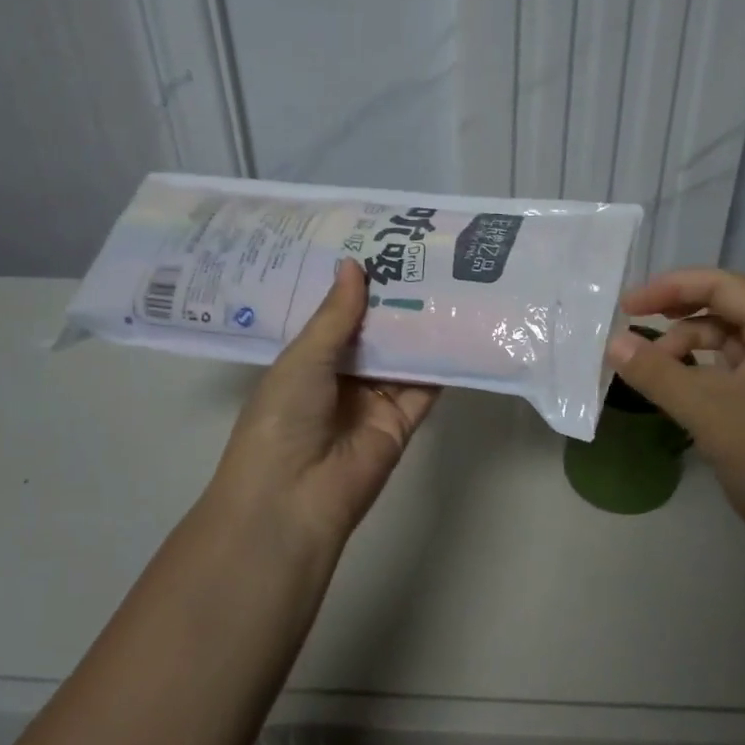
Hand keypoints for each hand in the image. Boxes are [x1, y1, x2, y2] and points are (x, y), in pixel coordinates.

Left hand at [211, 258, 438, 548]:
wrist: (292, 498)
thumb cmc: (283, 418)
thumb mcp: (303, 358)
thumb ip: (336, 315)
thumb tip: (354, 264)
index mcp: (308, 361)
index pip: (338, 316)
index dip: (357, 286)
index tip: (381, 246)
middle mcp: (342, 377)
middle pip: (376, 333)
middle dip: (395, 300)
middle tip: (424, 254)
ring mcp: (375, 400)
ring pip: (403, 355)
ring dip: (422, 325)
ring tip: (449, 279)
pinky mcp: (403, 421)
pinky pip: (426, 386)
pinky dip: (442, 362)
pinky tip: (462, 327)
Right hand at [606, 268, 744, 591]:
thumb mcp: (708, 412)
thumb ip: (657, 373)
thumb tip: (612, 343)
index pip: (724, 285)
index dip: (673, 286)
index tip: (628, 307)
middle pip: (731, 302)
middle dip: (684, 303)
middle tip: (643, 315)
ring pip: (729, 338)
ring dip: (689, 341)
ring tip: (652, 366)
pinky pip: (729, 370)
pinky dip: (698, 369)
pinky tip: (674, 387)